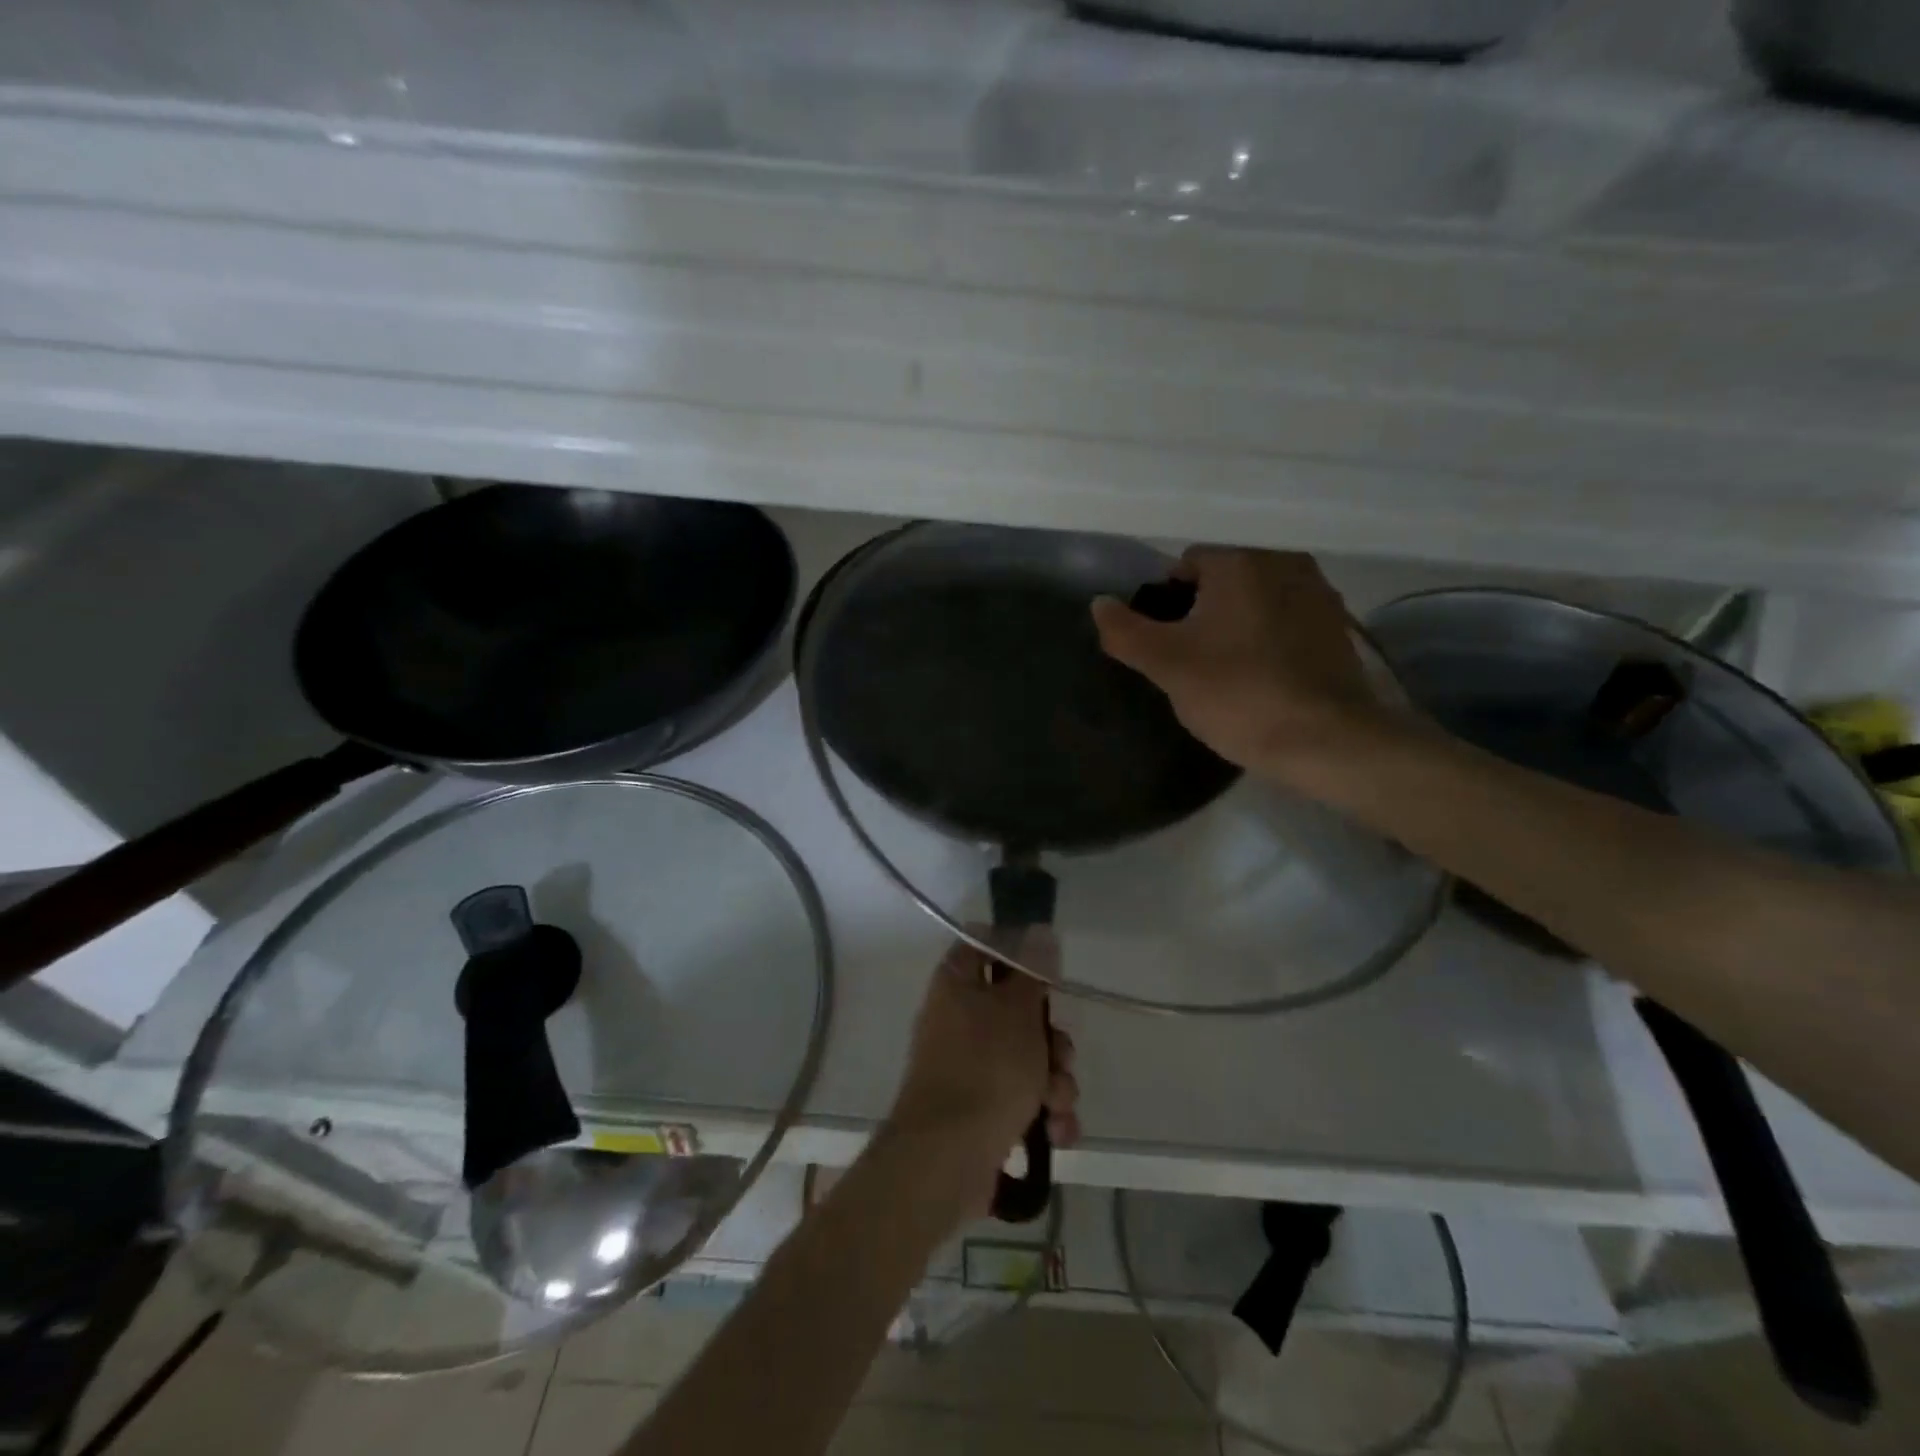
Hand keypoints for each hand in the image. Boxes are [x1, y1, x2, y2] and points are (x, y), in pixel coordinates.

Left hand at [883, 933, 1079, 1202]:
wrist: (948, 1159)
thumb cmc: (986, 1069)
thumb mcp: (1018, 1011)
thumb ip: (1033, 972)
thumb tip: (1039, 931)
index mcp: (956, 984)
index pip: (983, 947)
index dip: (1017, 953)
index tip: (1047, 972)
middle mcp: (958, 1020)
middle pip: (1017, 1010)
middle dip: (1052, 1040)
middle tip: (1060, 1056)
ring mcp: (968, 1067)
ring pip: (1028, 1059)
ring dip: (1054, 1082)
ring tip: (1056, 1104)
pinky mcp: (980, 1110)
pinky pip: (1022, 1099)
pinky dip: (1043, 1114)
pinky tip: (1054, 1133)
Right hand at [1092, 549, 1391, 783]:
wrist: (1325, 741)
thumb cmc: (1237, 694)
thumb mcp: (1166, 666)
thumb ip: (1125, 631)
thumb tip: (1099, 603)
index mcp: (1240, 561)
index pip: (1185, 565)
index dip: (1166, 604)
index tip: (1167, 646)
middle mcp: (1284, 562)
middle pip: (1224, 580)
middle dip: (1203, 613)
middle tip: (1194, 662)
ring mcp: (1319, 594)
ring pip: (1257, 601)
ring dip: (1239, 624)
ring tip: (1230, 673)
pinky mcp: (1339, 628)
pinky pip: (1288, 622)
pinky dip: (1271, 639)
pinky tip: (1266, 678)